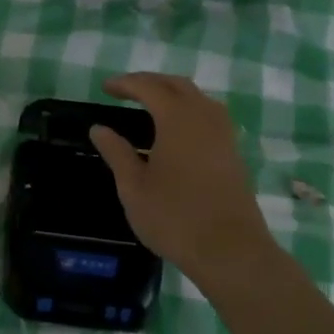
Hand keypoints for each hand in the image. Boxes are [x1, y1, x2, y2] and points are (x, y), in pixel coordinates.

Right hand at [88, 73, 273, 284]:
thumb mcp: (133, 187)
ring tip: (151, 105)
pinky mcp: (234, 152)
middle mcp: (204, 117)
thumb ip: (116, 153)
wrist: (231, 251)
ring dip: (173, 93)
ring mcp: (224, 134)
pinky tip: (178, 130)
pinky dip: (189, 110)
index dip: (125, 83)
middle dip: (150, 82)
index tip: (106, 87)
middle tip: (126, 90)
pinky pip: (210, 115)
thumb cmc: (175, 217)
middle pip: (177, 85)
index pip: (148, 87)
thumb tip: (99, 128)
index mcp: (177, 118)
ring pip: (198, 98)